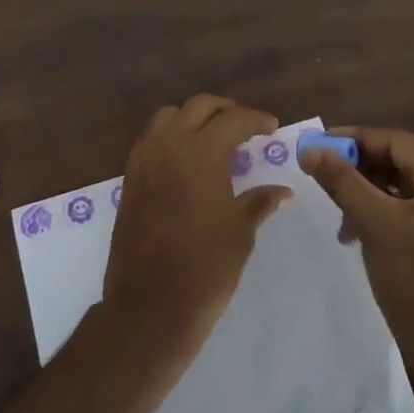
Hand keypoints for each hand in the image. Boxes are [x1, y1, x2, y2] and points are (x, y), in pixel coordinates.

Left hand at [103, 95, 292, 358]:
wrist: (150, 306)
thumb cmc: (205, 268)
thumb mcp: (240, 232)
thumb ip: (259, 202)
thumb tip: (283, 192)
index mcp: (202, 153)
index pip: (233, 119)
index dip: (256, 119)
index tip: (272, 128)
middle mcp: (170, 145)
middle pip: (199, 106)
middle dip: (225, 110)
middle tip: (245, 126)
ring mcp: (144, 160)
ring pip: (168, 116)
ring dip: (193, 118)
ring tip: (213, 137)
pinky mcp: (130, 178)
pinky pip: (151, 139)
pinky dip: (170, 136)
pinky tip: (185, 160)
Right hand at [299, 126, 413, 390]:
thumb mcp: (373, 223)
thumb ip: (342, 181)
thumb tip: (310, 149)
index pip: (397, 141)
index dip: (356, 138)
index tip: (320, 143)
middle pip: (404, 162)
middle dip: (361, 166)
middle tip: (324, 171)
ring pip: (407, 187)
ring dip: (370, 190)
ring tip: (338, 208)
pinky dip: (386, 211)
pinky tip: (359, 229)